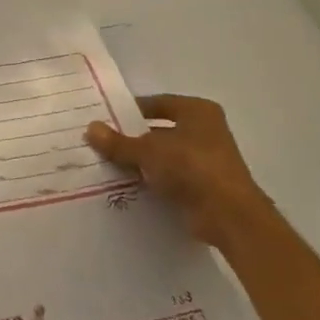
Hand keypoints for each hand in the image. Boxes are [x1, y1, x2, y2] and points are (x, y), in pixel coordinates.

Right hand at [85, 95, 269, 250]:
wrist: (229, 216)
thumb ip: (119, 142)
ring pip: (165, 156)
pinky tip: (129, 187)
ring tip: (109, 166)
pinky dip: (153, 182)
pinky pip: (171, 178)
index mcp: (197, 111)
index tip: (106, 118)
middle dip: (134, 138)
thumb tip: (90, 128)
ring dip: (142, 162)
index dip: (131, 110)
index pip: (158, 103)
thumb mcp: (148, 150)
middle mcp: (206, 131)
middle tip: (103, 143)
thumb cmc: (191, 166)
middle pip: (160, 130)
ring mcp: (207, 161)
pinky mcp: (205, 187)